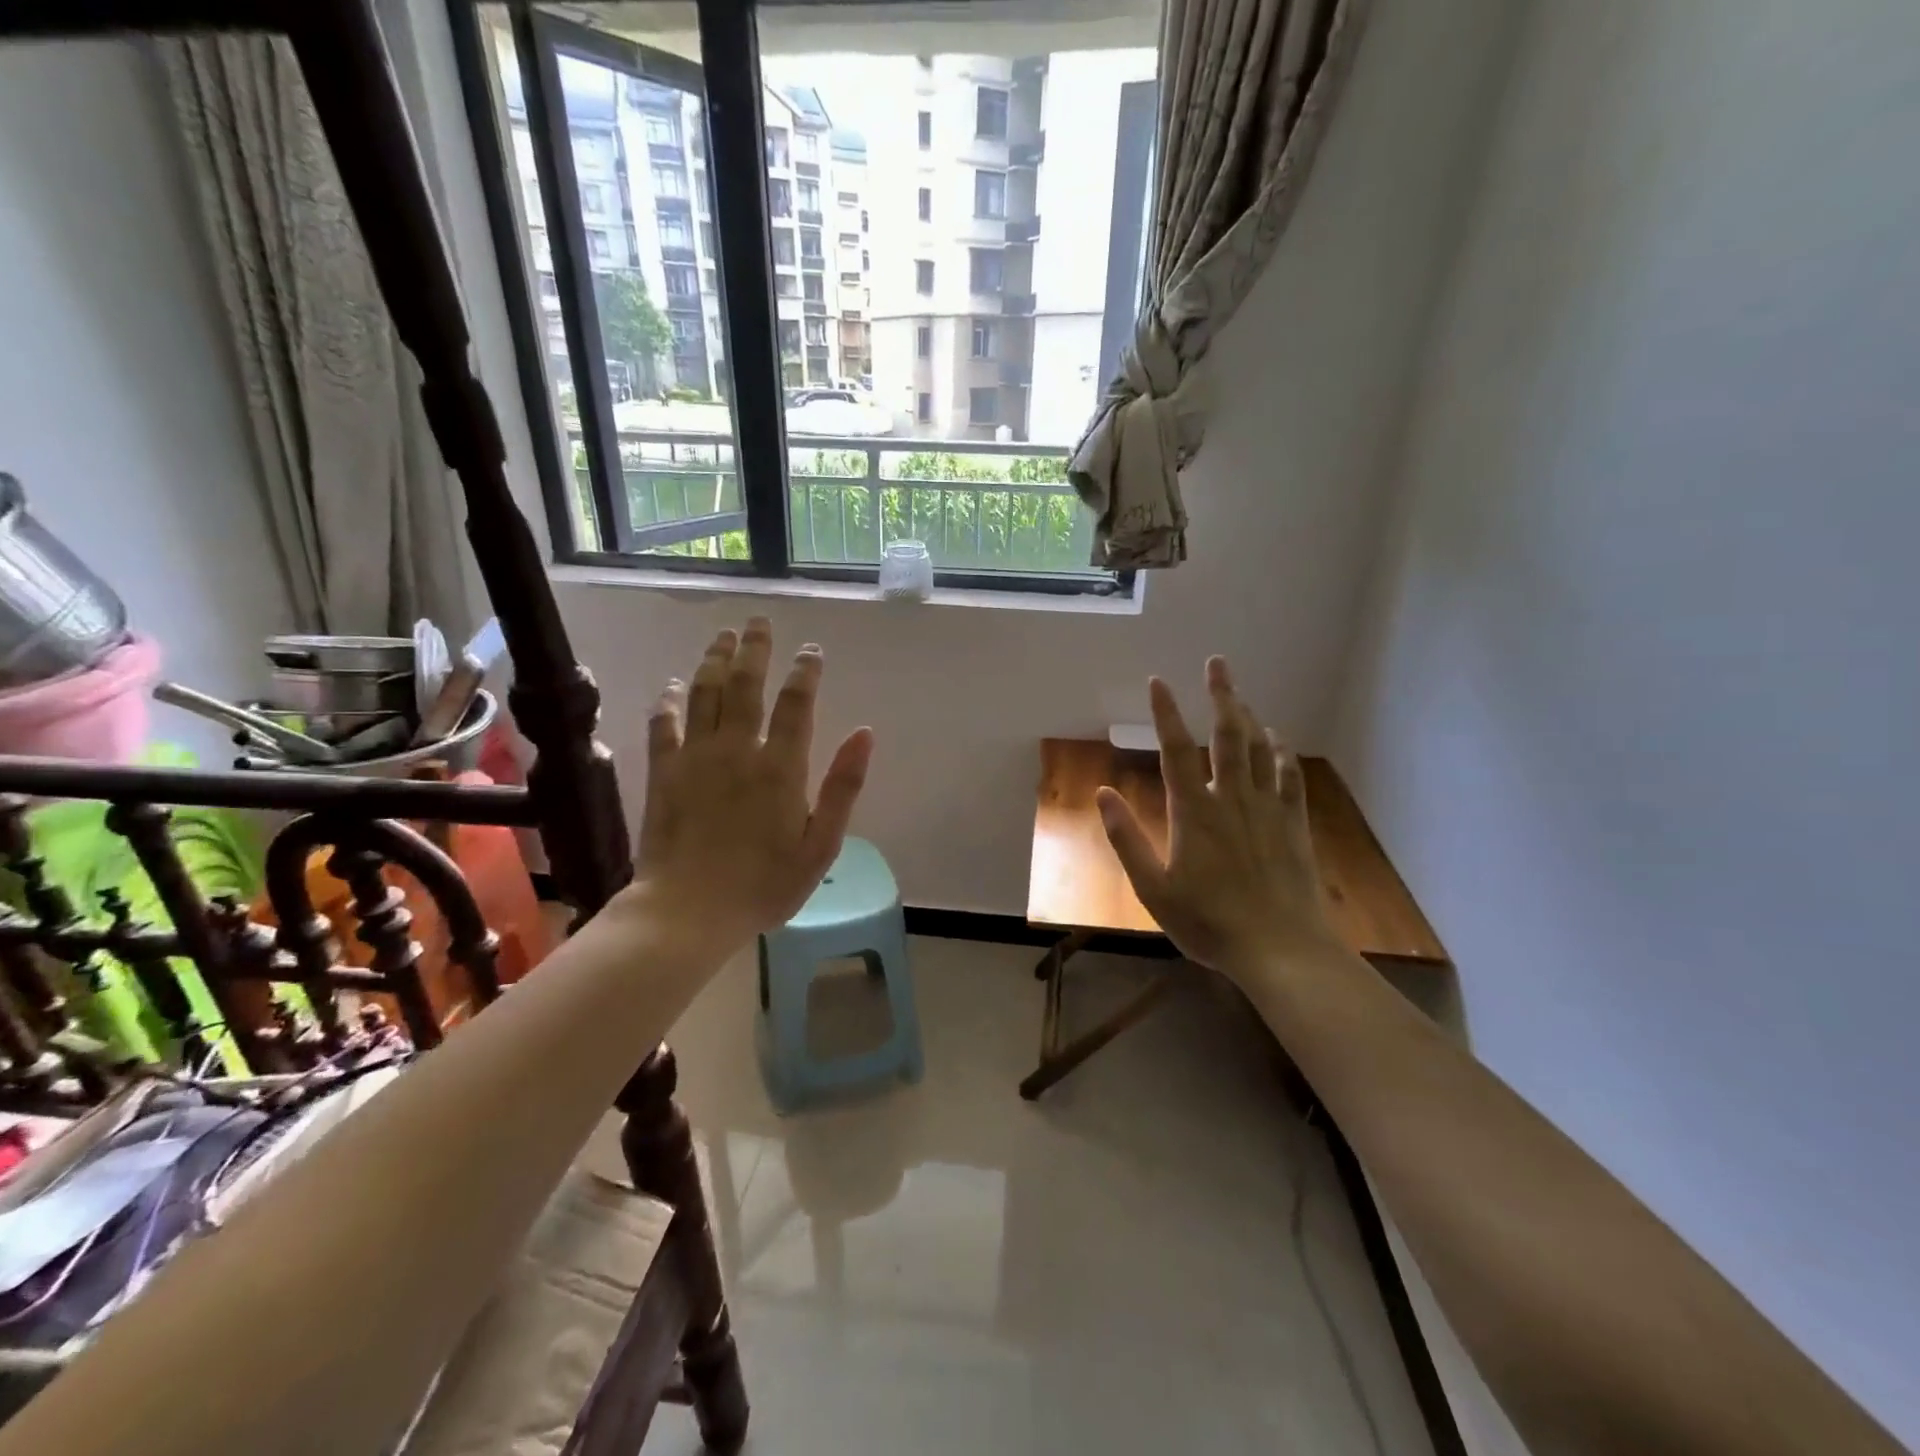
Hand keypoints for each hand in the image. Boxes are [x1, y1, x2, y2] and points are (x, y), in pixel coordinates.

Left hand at [625, 618, 872, 956]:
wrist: (688, 912)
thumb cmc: (764, 885)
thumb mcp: (820, 845)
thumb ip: (843, 787)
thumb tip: (865, 734)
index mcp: (780, 767)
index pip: (796, 704)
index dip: (805, 672)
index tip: (811, 651)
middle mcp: (737, 750)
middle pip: (746, 685)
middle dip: (755, 649)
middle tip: (759, 622)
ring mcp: (695, 758)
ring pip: (705, 694)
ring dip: (715, 660)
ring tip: (724, 636)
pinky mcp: (663, 773)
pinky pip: (664, 725)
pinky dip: (668, 701)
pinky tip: (672, 685)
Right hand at [1098, 658, 1340, 978]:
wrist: (1281, 949)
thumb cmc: (1208, 922)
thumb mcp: (1153, 889)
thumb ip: (1126, 839)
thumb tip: (1102, 793)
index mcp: (1193, 811)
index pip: (1175, 750)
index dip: (1165, 713)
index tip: (1158, 682)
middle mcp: (1231, 798)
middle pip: (1227, 735)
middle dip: (1221, 695)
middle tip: (1217, 663)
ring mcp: (1267, 809)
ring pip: (1259, 749)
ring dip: (1248, 717)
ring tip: (1239, 695)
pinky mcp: (1292, 825)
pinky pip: (1288, 777)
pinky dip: (1281, 753)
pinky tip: (1277, 740)